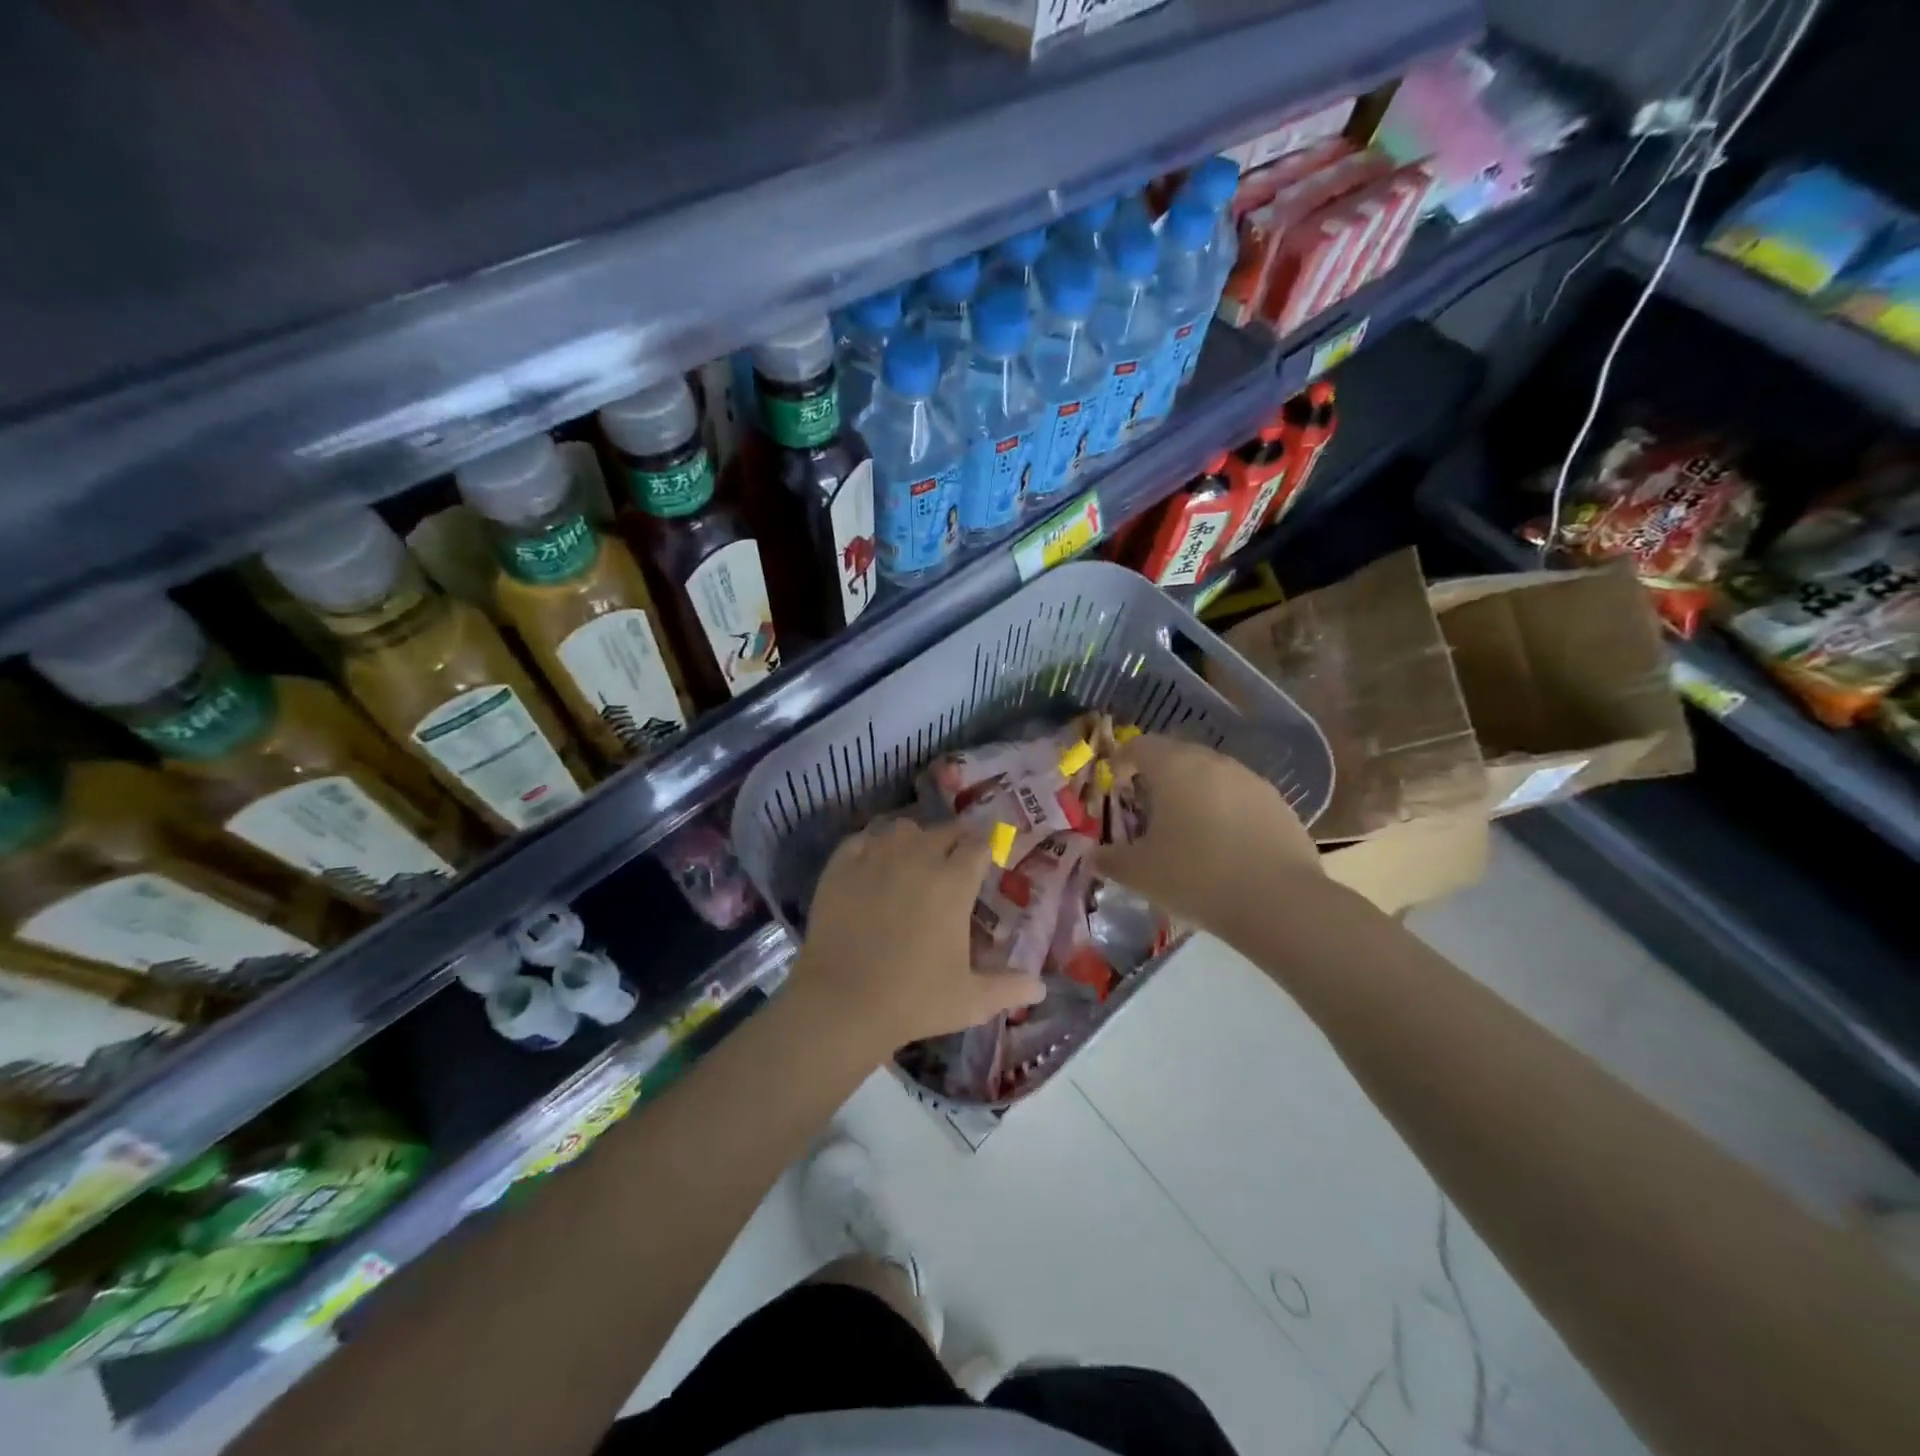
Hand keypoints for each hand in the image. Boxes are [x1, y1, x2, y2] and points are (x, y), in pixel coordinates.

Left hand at [793, 817, 1044, 1053]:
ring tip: (916, 855)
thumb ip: (1009, 988)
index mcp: (954, 882)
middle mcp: (918, 858)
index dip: (987, 845)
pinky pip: (863, 838)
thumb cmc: (913, 1000)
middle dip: (957, 838)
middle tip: (957, 855)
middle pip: (944, 830)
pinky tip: (875, 858)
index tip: (990, 853)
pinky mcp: (841, 866)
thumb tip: (1040, 987)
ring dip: (916, 837)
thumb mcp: (971, 1000)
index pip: (979, 844)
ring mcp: (876, 857)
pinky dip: (874, 842)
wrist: (841, 1002)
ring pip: (903, 828)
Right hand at [1094, 734, 1320, 936]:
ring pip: (1211, 775)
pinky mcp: (1278, 804)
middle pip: (1177, 755)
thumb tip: (1092, 856)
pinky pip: (1240, 796)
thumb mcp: (1140, 874)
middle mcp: (1213, 762)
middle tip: (1146, 807)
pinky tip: (1224, 844)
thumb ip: (1110, 860)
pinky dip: (1224, 809)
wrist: (1279, 903)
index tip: (1116, 783)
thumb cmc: (1196, 877)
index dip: (1122, 760)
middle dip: (1158, 775)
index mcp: (1174, 768)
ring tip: (1186, 827)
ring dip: (1193, 791)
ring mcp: (1251, 781)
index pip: (1140, 745)